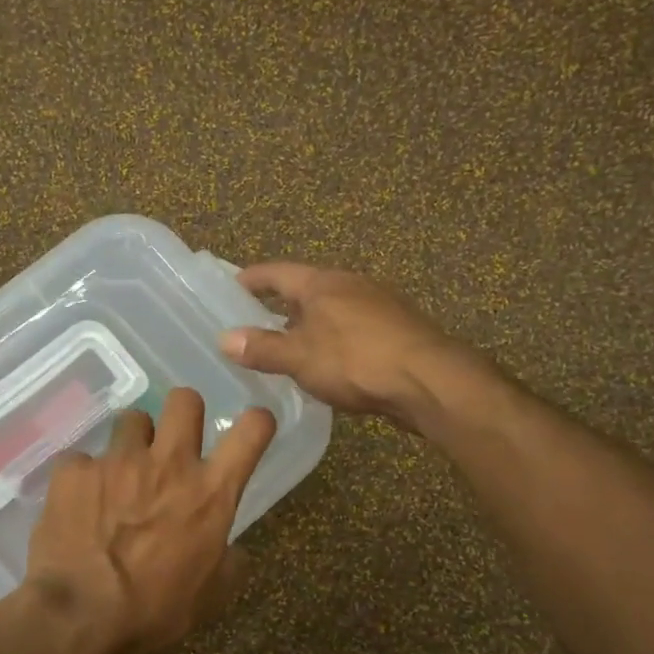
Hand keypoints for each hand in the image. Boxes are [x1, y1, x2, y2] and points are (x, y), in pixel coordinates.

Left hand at [23, 388, 275, 653]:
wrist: (81, 619)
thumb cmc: (156, 613)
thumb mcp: (213, 596)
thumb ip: (229, 559)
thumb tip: (229, 548)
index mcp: (211, 492)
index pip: (253, 430)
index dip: (256, 422)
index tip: (249, 430)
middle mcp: (168, 463)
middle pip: (184, 399)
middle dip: (182, 415)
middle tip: (172, 445)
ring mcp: (118, 461)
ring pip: (132, 420)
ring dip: (132, 443)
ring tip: (121, 476)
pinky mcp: (74, 470)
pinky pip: (83, 459)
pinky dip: (84, 478)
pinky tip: (78, 506)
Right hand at [221, 262, 474, 429]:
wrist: (429, 380)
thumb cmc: (355, 360)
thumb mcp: (299, 357)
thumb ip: (262, 348)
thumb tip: (224, 339)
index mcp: (323, 283)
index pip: (277, 272)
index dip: (252, 279)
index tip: (231, 286)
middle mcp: (351, 284)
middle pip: (307, 289)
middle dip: (281, 305)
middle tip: (256, 324)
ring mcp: (379, 305)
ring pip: (332, 310)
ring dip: (310, 325)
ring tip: (290, 348)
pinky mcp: (397, 330)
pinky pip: (354, 329)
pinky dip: (334, 340)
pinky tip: (330, 364)